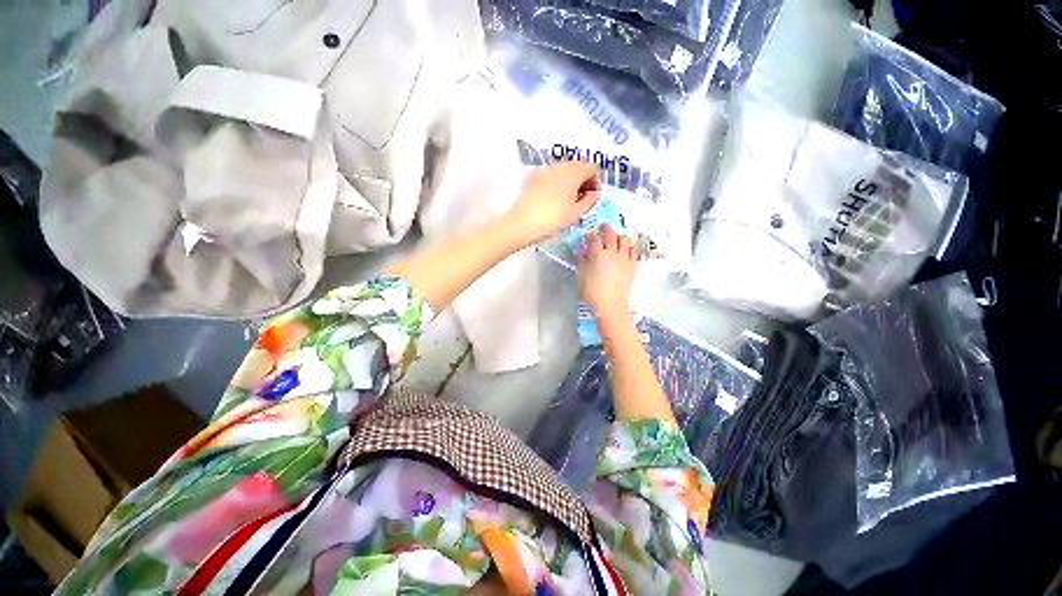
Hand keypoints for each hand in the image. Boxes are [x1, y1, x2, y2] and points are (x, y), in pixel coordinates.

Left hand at [507, 162, 600, 243]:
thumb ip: (589, 201)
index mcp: (572, 172)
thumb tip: (594, 194)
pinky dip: (556, 183)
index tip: (593, 197)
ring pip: (563, 171)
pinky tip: (553, 200)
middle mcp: (559, 165)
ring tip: (568, 201)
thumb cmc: (553, 219)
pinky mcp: (532, 177)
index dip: (596, 182)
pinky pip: (550, 176)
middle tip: (582, 199)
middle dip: (583, 180)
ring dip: (569, 182)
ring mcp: (544, 170)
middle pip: (577, 166)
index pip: (591, 168)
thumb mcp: (576, 213)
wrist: (523, 223)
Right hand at [578, 224, 637, 321]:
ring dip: (619, 236)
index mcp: (597, 254)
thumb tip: (583, 252)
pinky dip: (631, 245)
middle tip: (603, 226)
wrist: (611, 304)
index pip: (593, 239)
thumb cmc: (592, 292)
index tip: (589, 235)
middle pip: (610, 235)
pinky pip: (634, 251)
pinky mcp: (632, 265)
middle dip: (605, 229)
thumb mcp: (581, 276)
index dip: (590, 235)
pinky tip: (629, 246)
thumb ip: (582, 261)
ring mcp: (624, 258)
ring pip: (624, 240)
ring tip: (616, 236)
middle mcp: (612, 252)